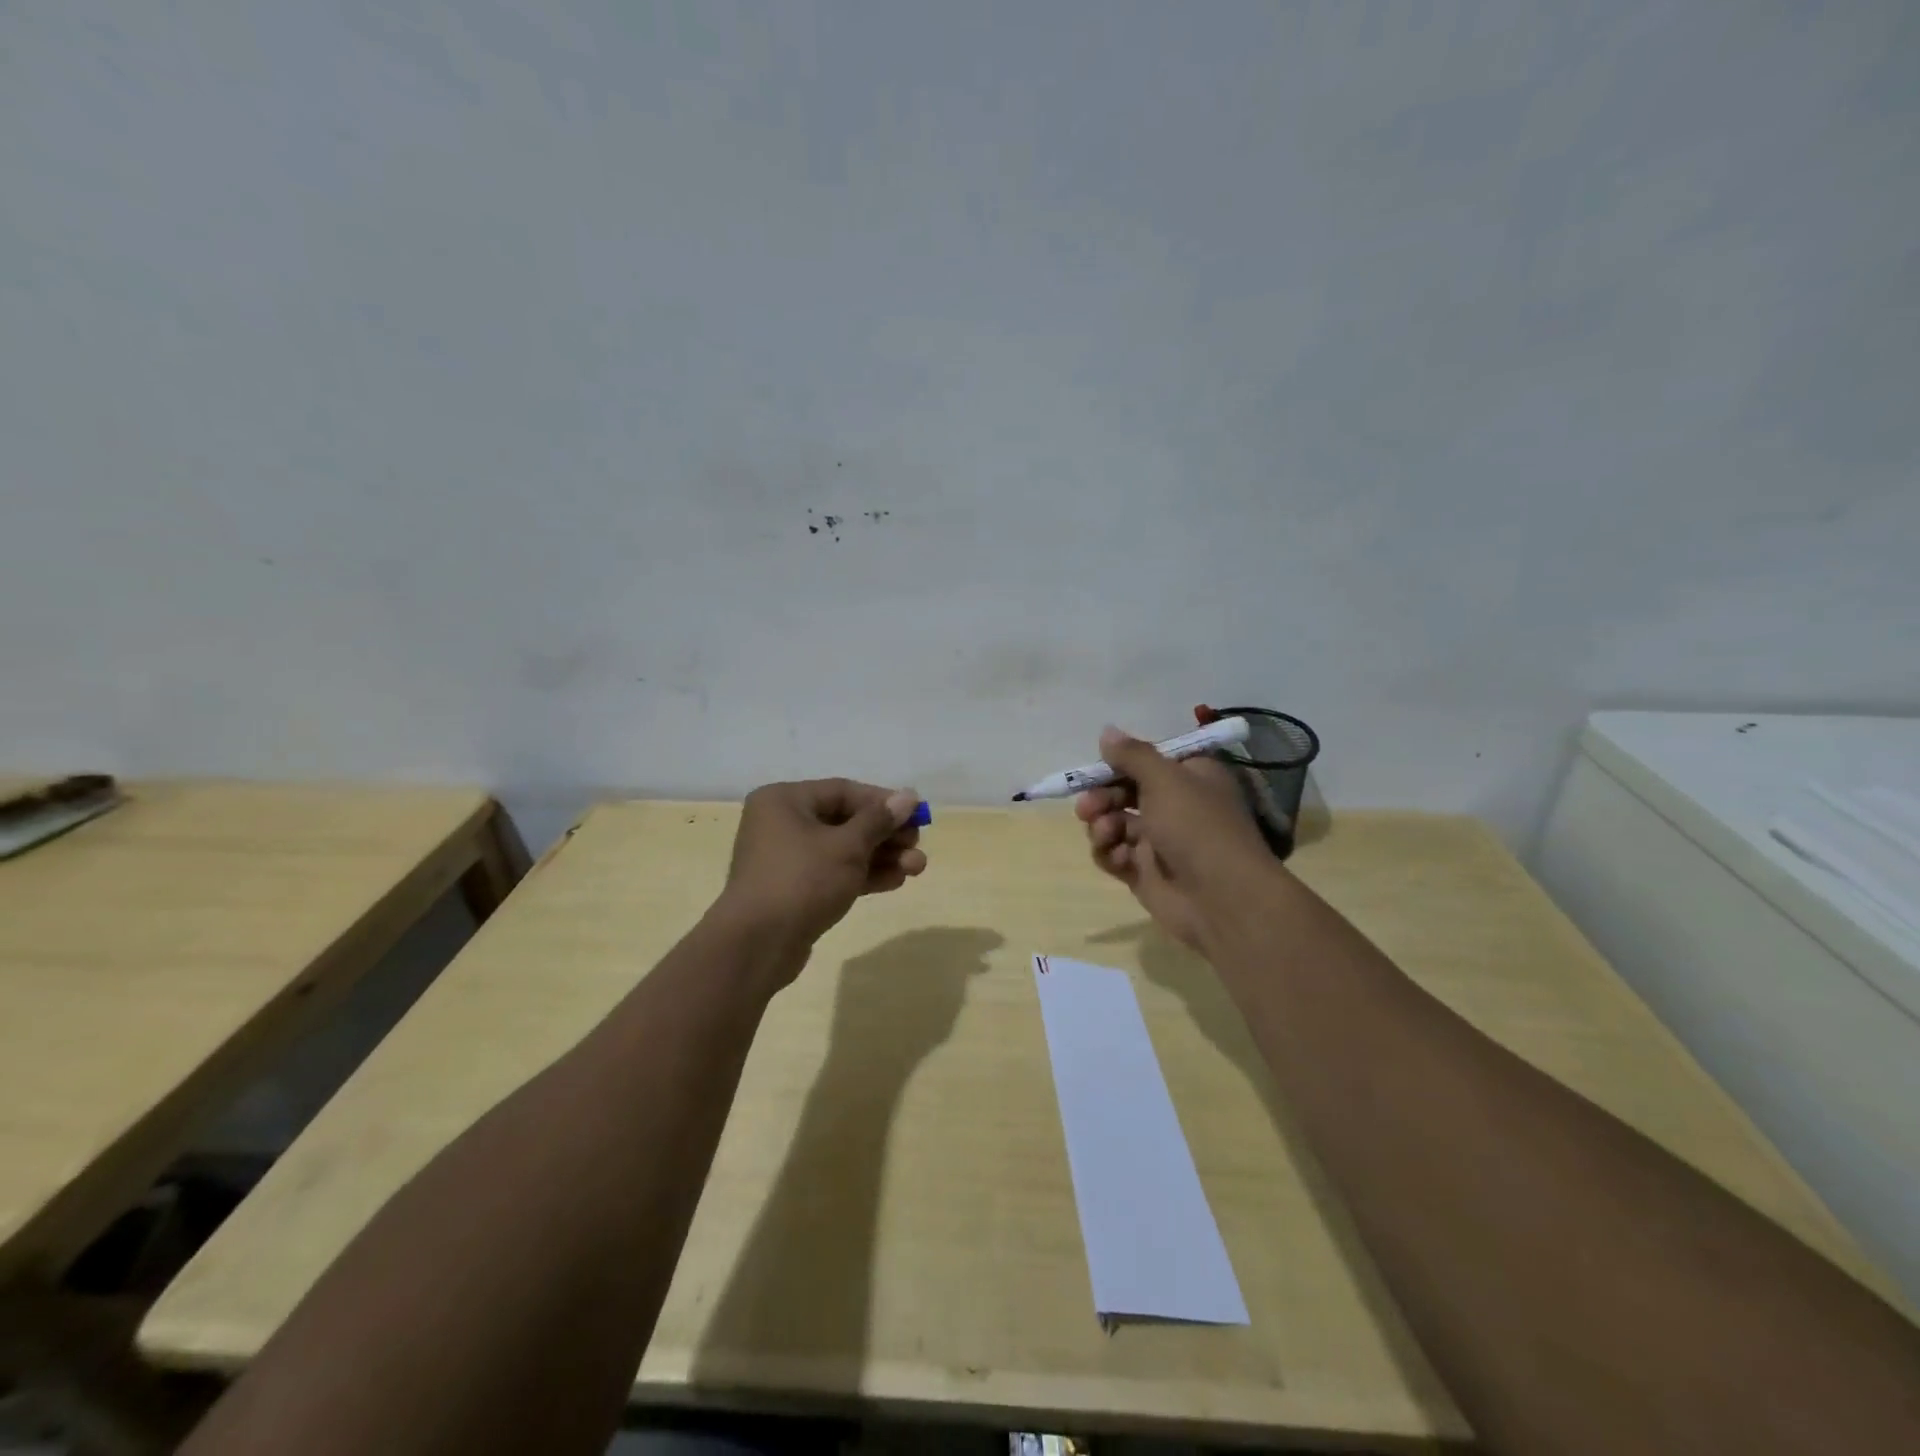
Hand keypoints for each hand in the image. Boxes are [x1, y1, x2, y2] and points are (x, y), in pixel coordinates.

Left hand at [716, 779, 926, 980]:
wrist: (757, 945)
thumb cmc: (802, 881)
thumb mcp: (847, 846)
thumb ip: (880, 820)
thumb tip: (908, 796)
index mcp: (784, 800)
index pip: (844, 791)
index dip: (883, 802)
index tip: (916, 815)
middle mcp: (781, 823)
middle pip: (845, 821)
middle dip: (885, 835)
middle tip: (918, 845)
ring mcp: (787, 859)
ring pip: (843, 850)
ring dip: (881, 857)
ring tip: (917, 868)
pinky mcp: (794, 889)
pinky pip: (834, 873)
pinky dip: (863, 875)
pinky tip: (896, 881)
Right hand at [1074, 727, 1273, 952]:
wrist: (1221, 898)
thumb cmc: (1196, 826)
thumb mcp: (1165, 778)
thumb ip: (1132, 755)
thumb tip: (1107, 731)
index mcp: (1189, 777)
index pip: (1147, 761)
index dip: (1119, 763)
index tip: (1099, 766)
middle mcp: (1175, 805)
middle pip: (1124, 791)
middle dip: (1102, 797)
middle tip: (1087, 807)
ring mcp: (1159, 841)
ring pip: (1115, 823)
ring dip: (1102, 825)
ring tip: (1106, 834)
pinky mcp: (1144, 872)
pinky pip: (1115, 854)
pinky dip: (1110, 853)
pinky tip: (1118, 858)